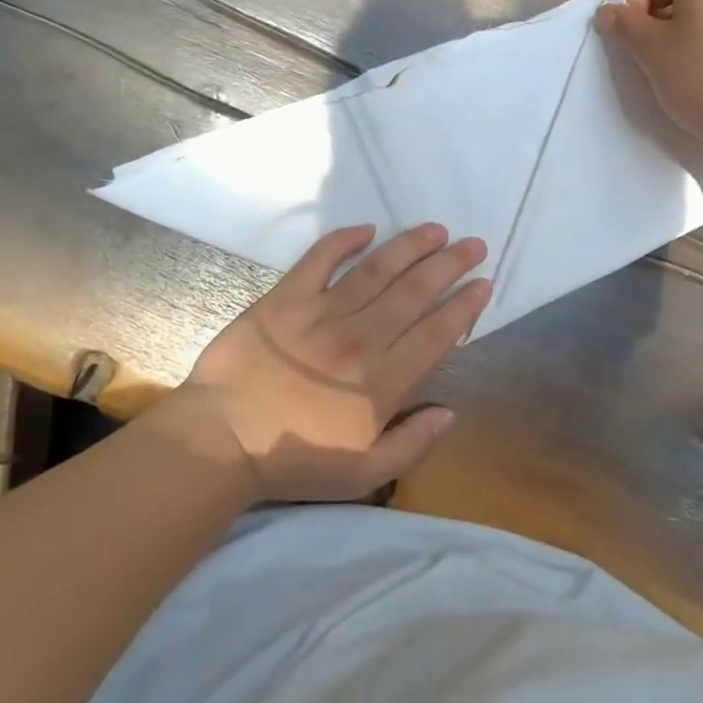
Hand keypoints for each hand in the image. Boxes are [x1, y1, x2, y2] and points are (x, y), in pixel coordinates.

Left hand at [172, 223, 488, 502]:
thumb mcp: (362, 473)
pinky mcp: (286, 297)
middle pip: (415, 292)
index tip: (483, 284)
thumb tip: (449, 411)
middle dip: (450, 265)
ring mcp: (322, 312)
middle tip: (474, 244)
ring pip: (377, 269)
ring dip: (410, 246)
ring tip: (436, 229)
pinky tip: (366, 229)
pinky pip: (320, 259)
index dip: (464, 306)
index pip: (436, 333)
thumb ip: (411, 445)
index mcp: (382, 381)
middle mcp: (360, 338)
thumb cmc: (294, 459)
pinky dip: (343, 240)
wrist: (220, 441)